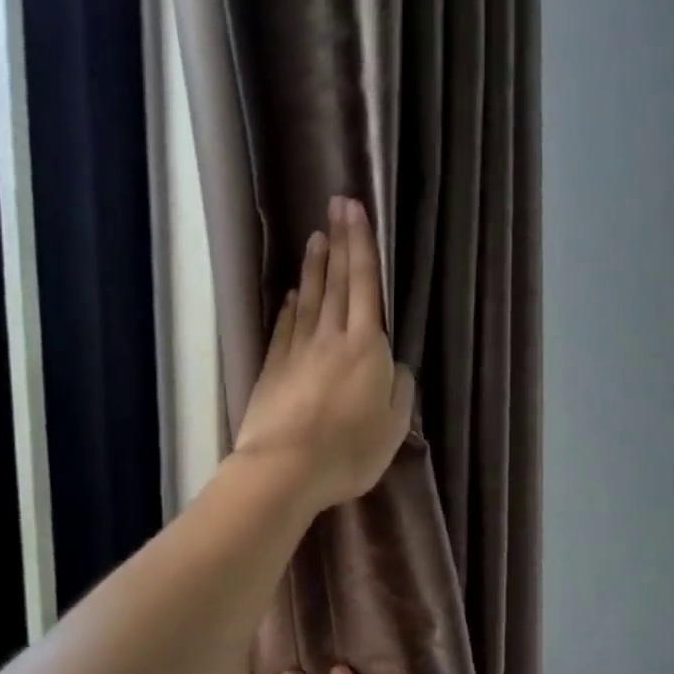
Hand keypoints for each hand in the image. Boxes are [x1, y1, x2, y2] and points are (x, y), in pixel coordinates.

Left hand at [234, 197, 414, 512]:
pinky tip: (291, 295)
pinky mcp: (273, 370)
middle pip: (335, 283)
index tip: (355, 210)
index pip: (364, 285)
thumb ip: (400, 390)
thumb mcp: (393, 427)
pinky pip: (285, 329)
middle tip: (336, 204)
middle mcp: (330, 338)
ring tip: (315, 237)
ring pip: (308, 300)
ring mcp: (297, 352)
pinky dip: (289, 307)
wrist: (285, 469)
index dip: (361, 246)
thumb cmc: (348, 451)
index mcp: (365, 348)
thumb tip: (396, 365)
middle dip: (338, 241)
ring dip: (313, 267)